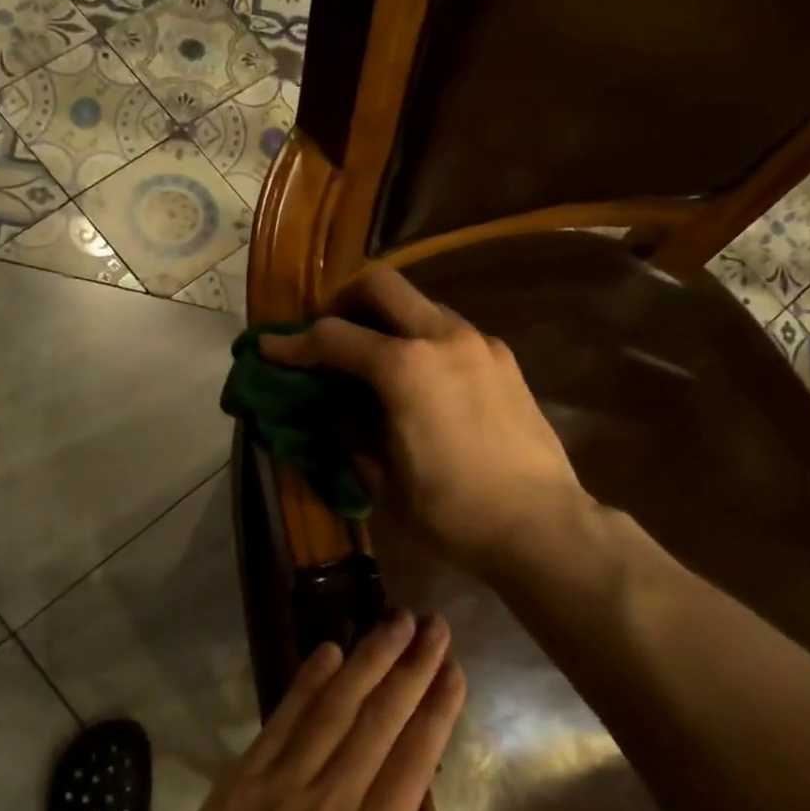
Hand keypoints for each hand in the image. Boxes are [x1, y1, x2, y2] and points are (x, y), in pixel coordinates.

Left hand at [124, 612, 478, 810]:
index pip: (414, 761)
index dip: (436, 710)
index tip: (452, 668)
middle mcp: (330, 800)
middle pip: (379, 720)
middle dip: (410, 667)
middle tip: (432, 624)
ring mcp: (281, 784)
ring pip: (335, 708)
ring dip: (366, 660)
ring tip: (392, 621)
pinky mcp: (241, 780)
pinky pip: (281, 720)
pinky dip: (307, 683)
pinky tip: (326, 653)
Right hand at [261, 269, 587, 576]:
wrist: (540, 525)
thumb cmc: (452, 512)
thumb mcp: (383, 480)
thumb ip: (351, 432)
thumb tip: (336, 409)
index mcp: (404, 368)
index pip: (333, 338)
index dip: (292, 343)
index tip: (269, 348)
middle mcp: (442, 338)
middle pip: (381, 285)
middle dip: (344, 301)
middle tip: (329, 332)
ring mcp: (479, 343)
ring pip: (421, 303)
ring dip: (388, 318)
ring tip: (374, 357)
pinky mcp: (504, 359)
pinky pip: (451, 330)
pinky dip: (422, 338)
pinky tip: (421, 378)